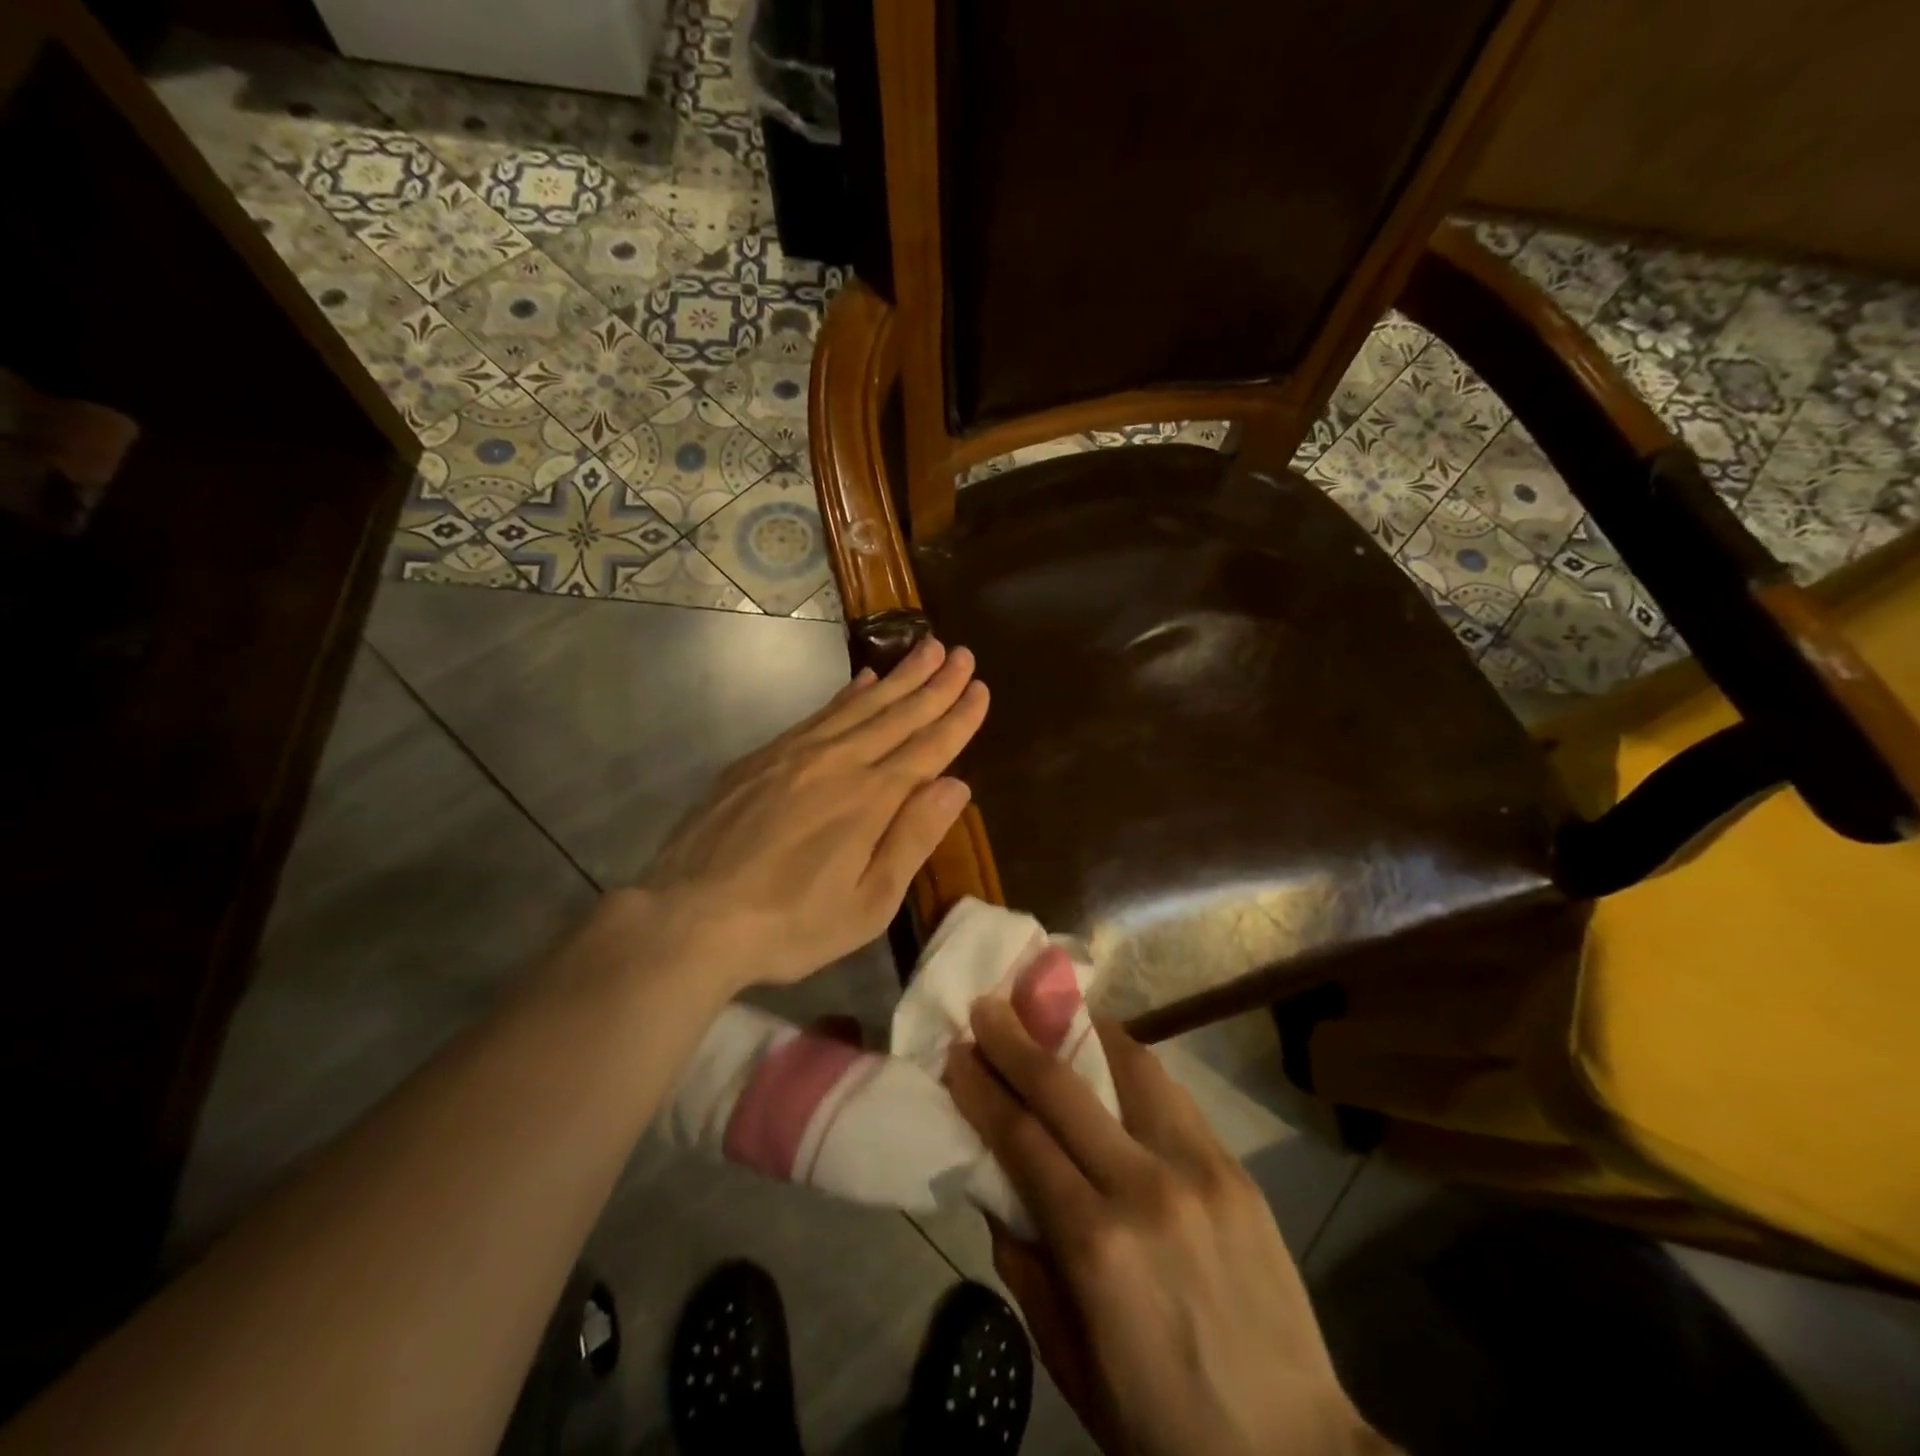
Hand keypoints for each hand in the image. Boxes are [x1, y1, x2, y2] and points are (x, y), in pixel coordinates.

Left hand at [628, 637, 987, 991]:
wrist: (690, 918)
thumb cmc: (790, 925)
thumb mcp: (867, 904)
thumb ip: (912, 839)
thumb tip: (956, 785)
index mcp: (871, 800)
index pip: (928, 748)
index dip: (958, 718)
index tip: (980, 688)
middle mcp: (839, 763)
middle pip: (898, 715)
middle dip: (935, 683)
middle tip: (961, 653)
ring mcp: (796, 754)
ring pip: (860, 705)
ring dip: (897, 677)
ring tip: (925, 648)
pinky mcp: (762, 757)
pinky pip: (818, 713)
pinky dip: (847, 694)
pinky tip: (862, 680)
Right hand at [947, 1003, 1388, 1455]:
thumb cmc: (1162, 1423)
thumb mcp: (1069, 1361)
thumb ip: (1024, 1264)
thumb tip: (996, 1184)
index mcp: (1096, 1246)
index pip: (1020, 1137)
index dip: (981, 1087)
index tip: (956, 1051)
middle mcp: (1145, 1188)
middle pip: (1064, 1088)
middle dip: (1015, 1038)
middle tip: (986, 1006)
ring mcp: (1199, 1168)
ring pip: (1129, 1066)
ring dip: (1081, 1031)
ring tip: (1051, 1013)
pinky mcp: (1235, 1167)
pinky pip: (1171, 1094)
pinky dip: (1130, 1064)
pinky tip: (1110, 1058)